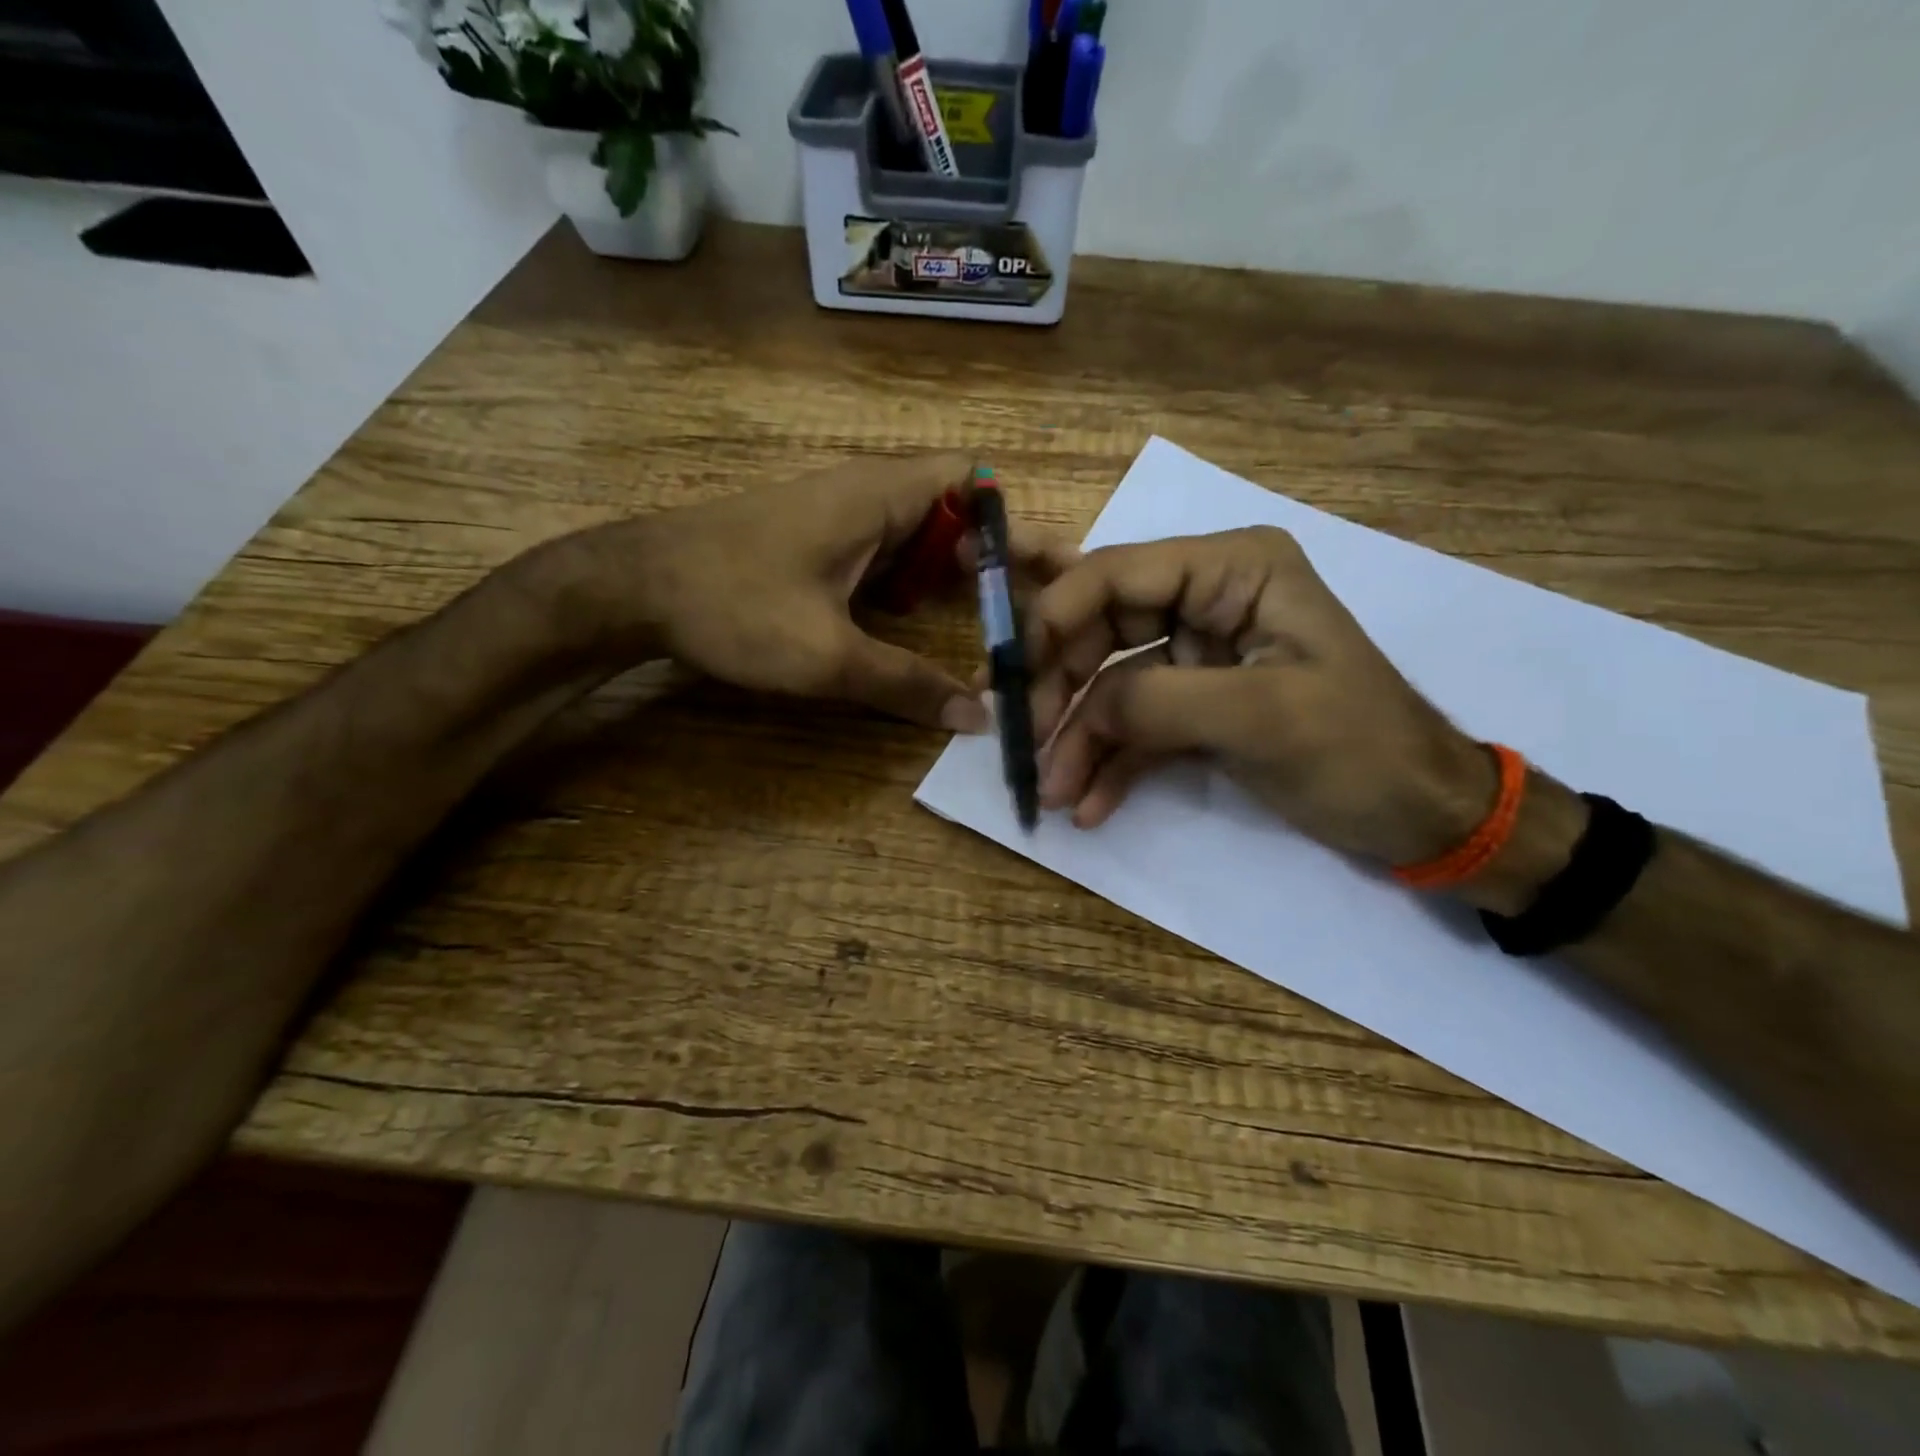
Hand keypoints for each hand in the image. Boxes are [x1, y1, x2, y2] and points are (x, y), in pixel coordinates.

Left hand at [551, 454, 1075, 729]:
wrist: (634, 588)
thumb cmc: (733, 606)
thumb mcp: (827, 657)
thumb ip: (906, 686)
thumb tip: (975, 718)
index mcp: (880, 496)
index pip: (976, 482)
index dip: (1018, 524)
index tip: (1052, 575)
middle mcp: (868, 493)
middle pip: (958, 512)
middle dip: (997, 560)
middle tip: (1034, 614)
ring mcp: (840, 516)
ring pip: (922, 535)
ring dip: (956, 576)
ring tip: (996, 626)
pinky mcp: (819, 541)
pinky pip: (888, 553)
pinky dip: (916, 584)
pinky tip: (921, 625)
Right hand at [1027, 528, 1497, 865]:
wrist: (1422, 819)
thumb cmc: (1359, 751)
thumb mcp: (1261, 717)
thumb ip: (1157, 701)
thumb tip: (1080, 710)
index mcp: (1234, 570)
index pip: (1118, 573)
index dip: (1055, 617)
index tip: (1010, 675)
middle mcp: (1209, 600)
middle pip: (1101, 629)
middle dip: (1060, 688)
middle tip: (1022, 741)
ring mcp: (1198, 657)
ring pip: (1110, 685)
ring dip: (1077, 739)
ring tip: (1051, 792)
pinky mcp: (1195, 707)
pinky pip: (1134, 726)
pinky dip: (1109, 764)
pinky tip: (1088, 806)